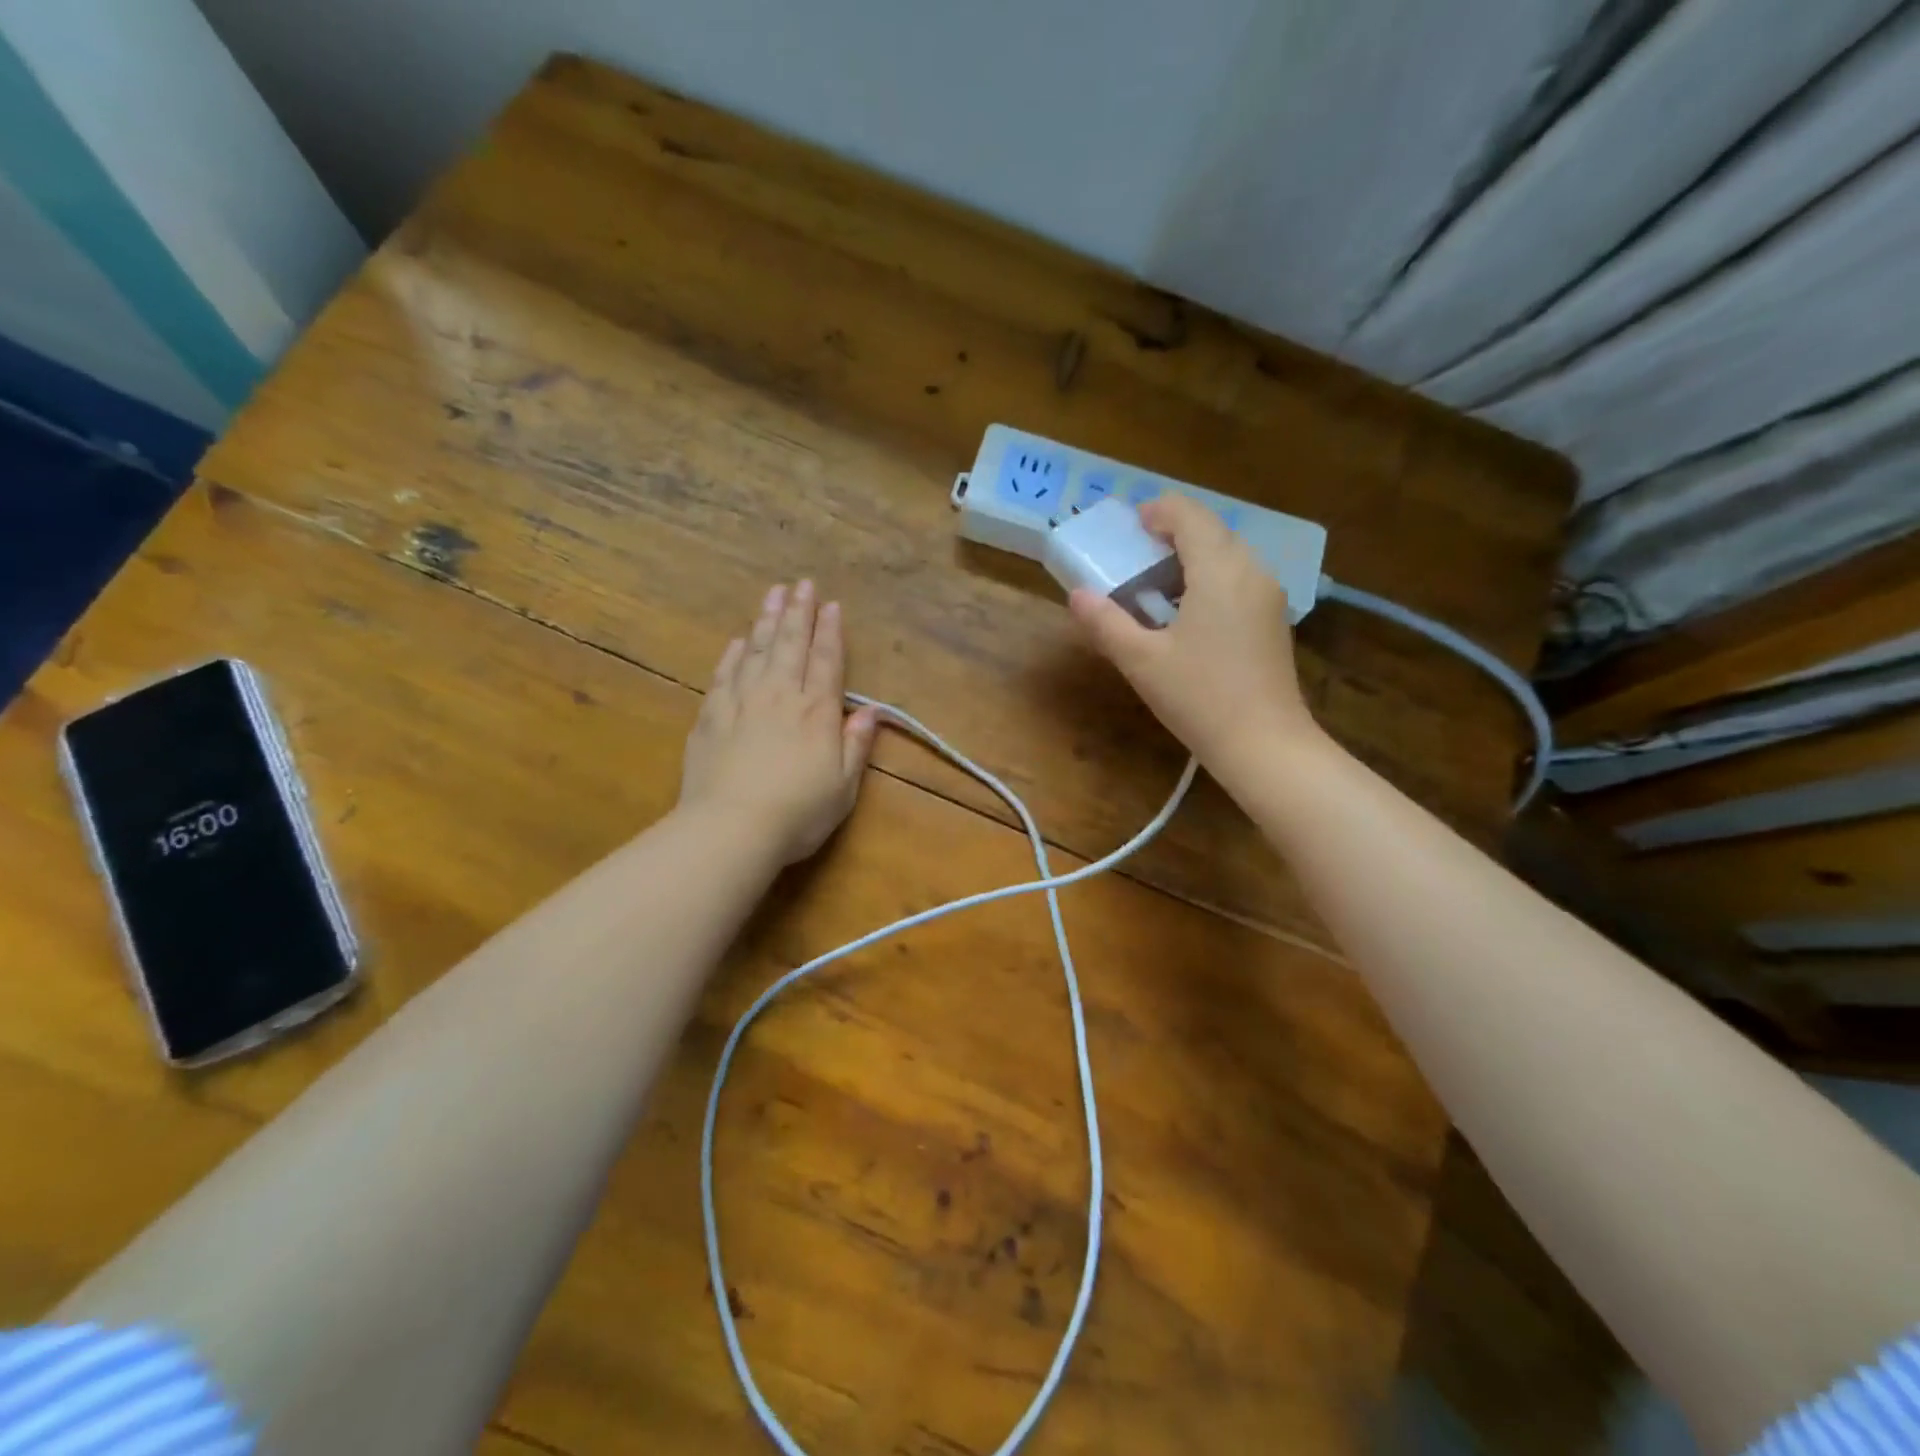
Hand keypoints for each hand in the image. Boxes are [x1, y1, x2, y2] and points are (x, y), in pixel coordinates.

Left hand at [679, 580, 879, 865]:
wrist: (730, 829)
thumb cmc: (797, 813)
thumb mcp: (843, 787)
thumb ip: (856, 744)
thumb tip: (870, 711)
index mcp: (816, 713)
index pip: (827, 661)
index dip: (830, 632)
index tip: (831, 605)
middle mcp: (780, 696)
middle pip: (790, 645)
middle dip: (798, 613)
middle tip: (801, 584)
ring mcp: (742, 703)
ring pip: (756, 651)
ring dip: (766, 621)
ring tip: (772, 594)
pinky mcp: (711, 716)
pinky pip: (724, 674)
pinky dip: (733, 654)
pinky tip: (738, 641)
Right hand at [1068, 495, 1318, 772]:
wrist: (1264, 744)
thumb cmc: (1199, 697)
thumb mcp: (1141, 661)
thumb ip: (1106, 622)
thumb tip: (1077, 595)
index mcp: (1218, 570)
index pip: (1190, 515)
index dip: (1159, 511)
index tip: (1132, 524)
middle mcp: (1251, 571)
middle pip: (1213, 530)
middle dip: (1175, 532)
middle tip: (1138, 553)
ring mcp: (1268, 596)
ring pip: (1229, 554)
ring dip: (1194, 555)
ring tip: (1158, 582)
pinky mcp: (1273, 620)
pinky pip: (1240, 578)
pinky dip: (1211, 577)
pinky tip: (1189, 611)